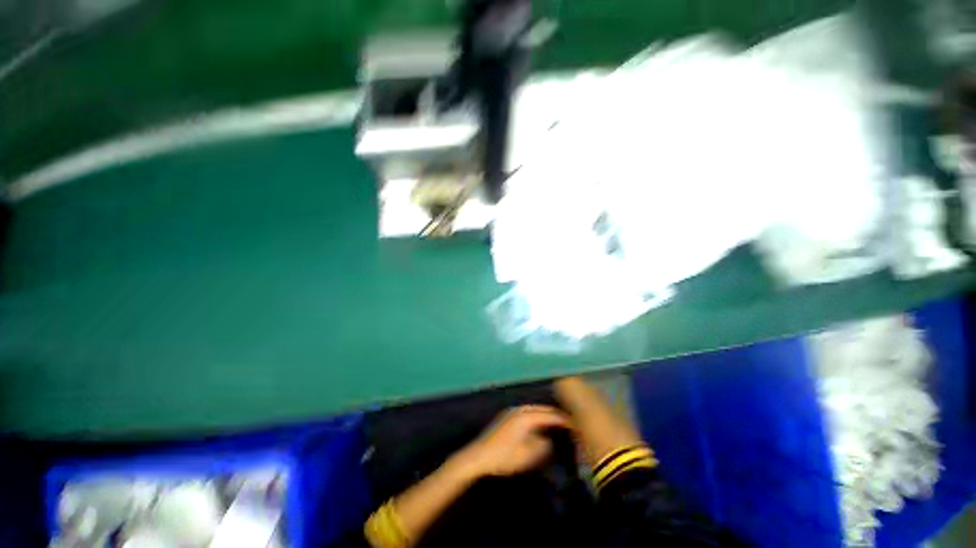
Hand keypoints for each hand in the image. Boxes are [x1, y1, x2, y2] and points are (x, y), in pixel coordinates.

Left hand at [459, 405, 572, 477]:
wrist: (478, 456)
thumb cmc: (504, 457)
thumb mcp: (528, 456)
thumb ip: (543, 446)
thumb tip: (550, 440)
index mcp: (526, 416)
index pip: (549, 415)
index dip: (563, 419)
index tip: (575, 423)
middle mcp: (519, 409)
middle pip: (541, 409)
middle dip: (554, 414)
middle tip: (568, 422)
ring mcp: (511, 412)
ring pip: (533, 410)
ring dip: (544, 415)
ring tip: (555, 423)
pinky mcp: (506, 417)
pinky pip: (526, 413)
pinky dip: (535, 417)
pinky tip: (537, 426)